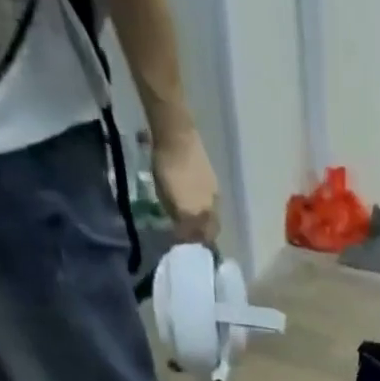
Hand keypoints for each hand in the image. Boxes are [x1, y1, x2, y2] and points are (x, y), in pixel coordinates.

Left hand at [153, 126, 218, 244]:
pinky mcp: (215, 184)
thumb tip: (181, 231)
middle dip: (202, 236)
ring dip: (206, 223)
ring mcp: (215, 197)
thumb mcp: (165, 196)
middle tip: (192, 236)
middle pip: (211, 231)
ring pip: (213, 219)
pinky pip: (212, 205)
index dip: (192, 243)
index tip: (185, 245)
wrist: (177, 135)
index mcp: (198, 215)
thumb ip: (176, 216)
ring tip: (195, 222)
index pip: (199, 238)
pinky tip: (198, 205)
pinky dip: (206, 210)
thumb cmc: (166, 167)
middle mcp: (210, 210)